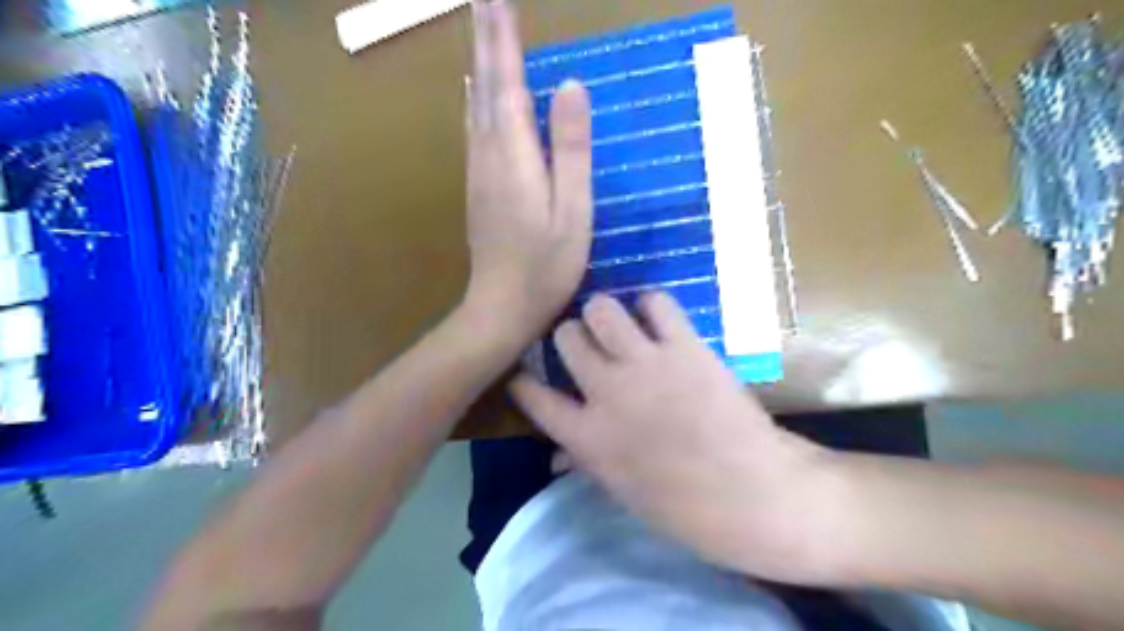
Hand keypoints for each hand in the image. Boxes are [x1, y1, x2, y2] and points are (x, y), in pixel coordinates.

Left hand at [461, 0, 590, 344]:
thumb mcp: (572, 210)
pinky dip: (477, 101)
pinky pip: (475, 130)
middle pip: (484, 86)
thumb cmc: (546, 265)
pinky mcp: (479, 189)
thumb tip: (570, 87)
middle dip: (485, 41)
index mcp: (514, 155)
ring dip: (479, 66)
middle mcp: (488, 154)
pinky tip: (477, 95)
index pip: (508, 81)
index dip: (503, 38)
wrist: (501, 308)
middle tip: (483, 1)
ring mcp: (478, 173)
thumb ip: (571, 149)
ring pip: (475, 107)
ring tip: (482, 35)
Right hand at [514, 293, 836, 583]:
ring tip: (618, 325)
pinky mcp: (685, 347)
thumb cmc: (685, 506)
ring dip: (604, 314)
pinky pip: (655, 302)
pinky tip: (657, 320)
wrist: (753, 495)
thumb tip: (556, 455)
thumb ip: (585, 462)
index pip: (534, 397)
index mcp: (586, 436)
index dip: (524, 380)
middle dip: (570, 336)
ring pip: (601, 309)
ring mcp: (646, 364)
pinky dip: (652, 306)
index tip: (526, 372)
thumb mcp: (622, 491)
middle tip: (588, 343)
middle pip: (566, 336)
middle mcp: (607, 392)